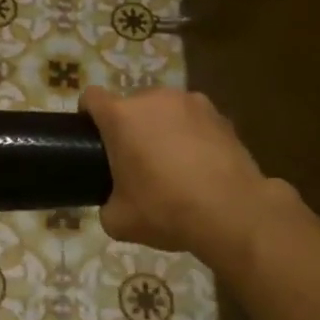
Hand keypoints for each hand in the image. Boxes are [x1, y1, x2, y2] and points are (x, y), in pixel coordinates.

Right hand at [80, 86, 291, 265]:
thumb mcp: (118, 220)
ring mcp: (191, 102)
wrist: (233, 213)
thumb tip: (114, 200)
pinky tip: (200, 166)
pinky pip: (193, 120)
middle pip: (130, 105)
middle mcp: (154, 99)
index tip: (91, 140)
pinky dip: (190, 136)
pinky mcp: (221, 115)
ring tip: (172, 164)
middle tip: (135, 163)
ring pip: (163, 111)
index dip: (87, 116)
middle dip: (128, 127)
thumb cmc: (166, 210)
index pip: (91, 98)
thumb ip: (106, 202)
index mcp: (121, 116)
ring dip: (161, 129)